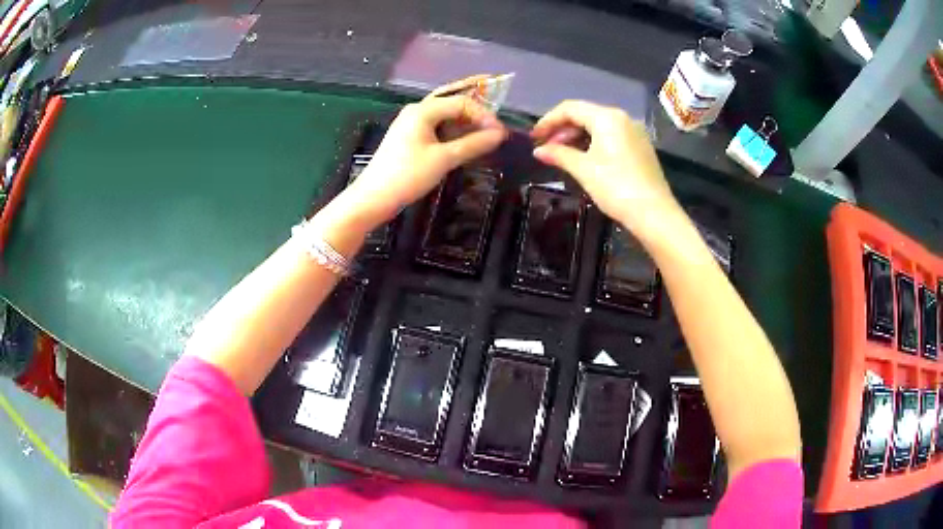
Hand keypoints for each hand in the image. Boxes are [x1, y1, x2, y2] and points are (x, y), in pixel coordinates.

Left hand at [348, 94, 506, 225]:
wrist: (373, 198)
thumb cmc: (408, 176)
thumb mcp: (444, 159)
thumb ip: (474, 144)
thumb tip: (500, 134)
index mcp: (423, 110)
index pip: (461, 102)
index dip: (484, 115)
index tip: (500, 133)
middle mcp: (417, 110)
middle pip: (451, 99)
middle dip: (473, 98)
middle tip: (495, 95)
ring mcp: (412, 123)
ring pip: (444, 113)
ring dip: (465, 116)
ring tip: (485, 121)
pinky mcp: (410, 137)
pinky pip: (437, 125)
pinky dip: (453, 128)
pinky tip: (466, 136)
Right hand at [531, 100, 680, 237]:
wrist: (654, 213)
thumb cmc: (616, 187)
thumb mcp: (583, 169)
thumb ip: (559, 155)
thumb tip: (538, 151)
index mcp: (607, 117)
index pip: (570, 108)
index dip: (548, 120)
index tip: (534, 137)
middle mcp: (622, 118)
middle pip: (585, 115)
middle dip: (562, 129)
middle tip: (545, 148)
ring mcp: (634, 132)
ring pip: (598, 126)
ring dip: (577, 137)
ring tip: (561, 155)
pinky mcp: (640, 147)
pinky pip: (611, 137)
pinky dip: (593, 143)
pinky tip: (584, 159)